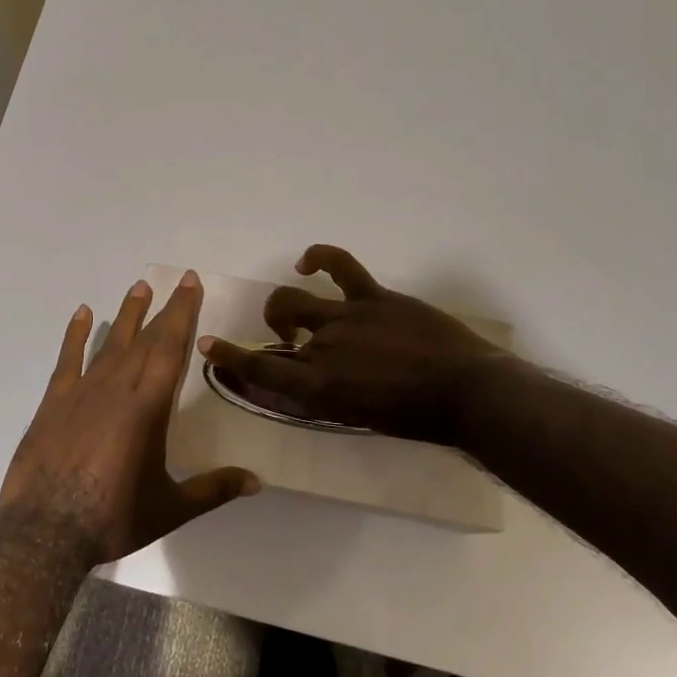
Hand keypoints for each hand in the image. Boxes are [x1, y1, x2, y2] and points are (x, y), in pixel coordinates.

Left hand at [0, 271, 259, 564]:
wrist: (45, 531)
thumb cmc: (114, 518)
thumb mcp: (171, 508)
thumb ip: (214, 489)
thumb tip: (257, 481)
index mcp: (148, 407)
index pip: (171, 348)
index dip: (183, 313)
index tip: (190, 284)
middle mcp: (118, 388)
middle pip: (146, 339)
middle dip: (165, 308)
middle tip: (177, 281)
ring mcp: (83, 392)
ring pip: (111, 343)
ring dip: (127, 314)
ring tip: (139, 286)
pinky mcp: (55, 402)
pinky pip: (69, 359)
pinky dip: (76, 334)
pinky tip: (84, 313)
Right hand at [199, 245, 513, 445]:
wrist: (468, 394)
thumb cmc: (416, 419)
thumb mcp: (359, 418)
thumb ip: (324, 398)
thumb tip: (300, 383)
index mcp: (319, 387)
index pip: (261, 369)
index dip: (230, 356)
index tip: (209, 345)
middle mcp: (323, 348)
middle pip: (277, 325)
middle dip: (271, 328)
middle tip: (287, 338)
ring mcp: (347, 317)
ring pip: (296, 298)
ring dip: (287, 304)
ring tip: (298, 313)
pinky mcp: (373, 297)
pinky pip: (339, 265)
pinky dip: (319, 258)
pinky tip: (308, 262)